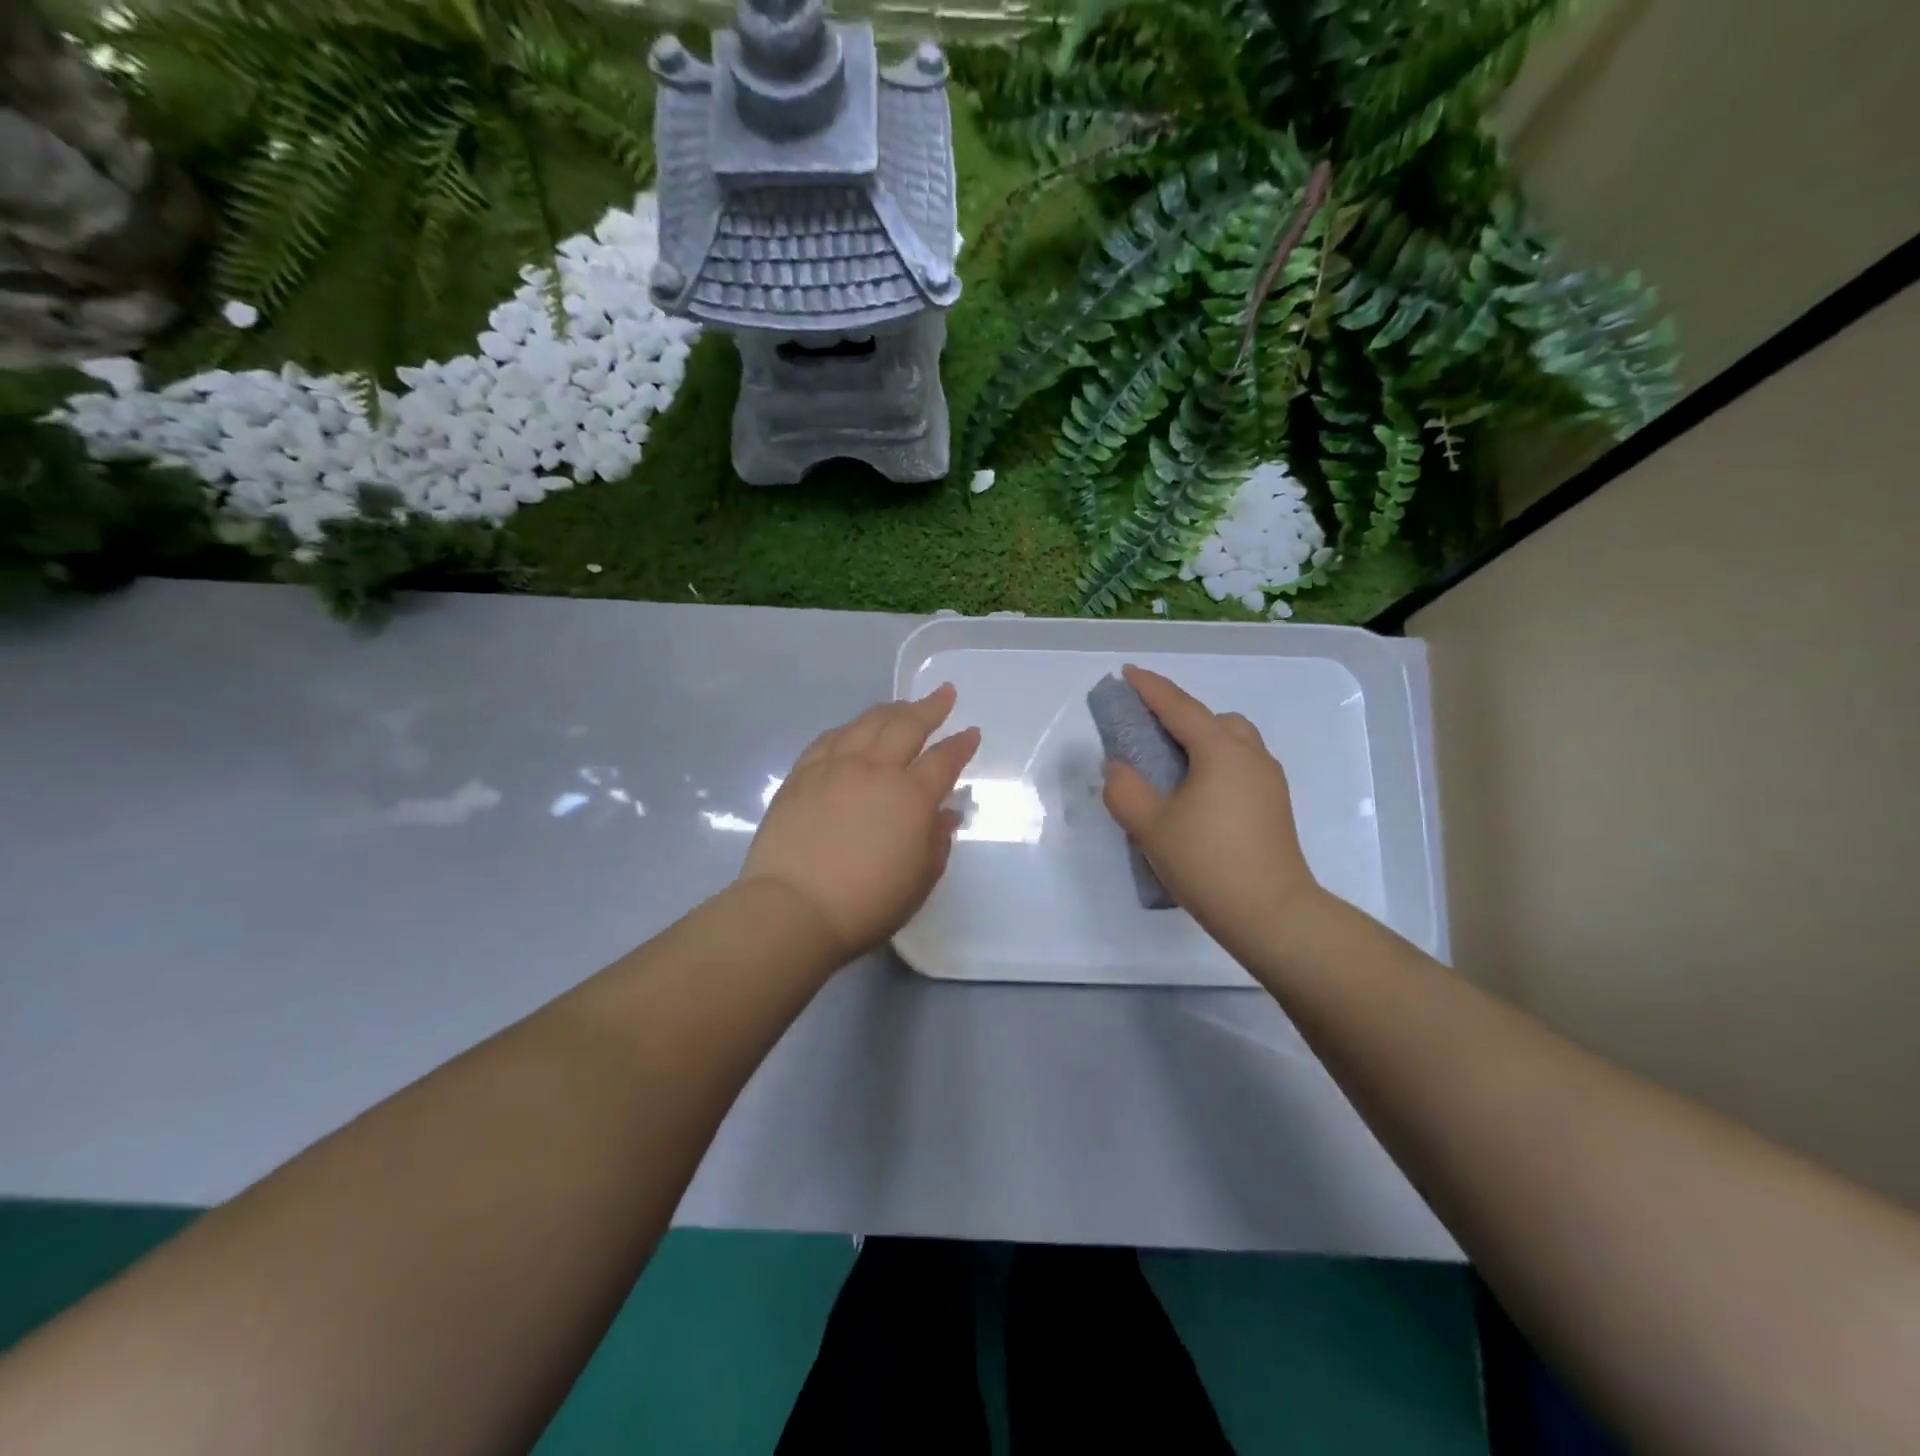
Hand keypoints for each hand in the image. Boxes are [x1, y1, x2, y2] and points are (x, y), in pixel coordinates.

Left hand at [740, 685, 980, 963]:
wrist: (793, 908)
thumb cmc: (866, 903)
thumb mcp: (919, 880)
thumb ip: (936, 842)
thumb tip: (944, 814)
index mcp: (910, 796)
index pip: (943, 760)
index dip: (961, 745)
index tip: (971, 733)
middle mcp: (874, 770)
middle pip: (906, 726)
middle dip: (930, 707)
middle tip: (944, 693)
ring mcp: (834, 768)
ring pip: (866, 724)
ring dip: (890, 710)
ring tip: (902, 705)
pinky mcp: (801, 776)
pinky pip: (828, 739)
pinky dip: (848, 728)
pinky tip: (852, 728)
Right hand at [1100, 665, 1323, 951]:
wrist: (1272, 914)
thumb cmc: (1208, 863)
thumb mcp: (1151, 827)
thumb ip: (1125, 790)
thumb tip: (1120, 769)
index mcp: (1220, 751)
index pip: (1179, 707)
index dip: (1150, 688)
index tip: (1127, 673)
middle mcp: (1251, 756)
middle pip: (1214, 719)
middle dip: (1182, 716)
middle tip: (1150, 733)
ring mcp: (1269, 781)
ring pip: (1234, 742)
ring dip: (1203, 741)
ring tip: (1173, 767)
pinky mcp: (1275, 806)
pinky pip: (1241, 765)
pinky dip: (1217, 764)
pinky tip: (1198, 796)